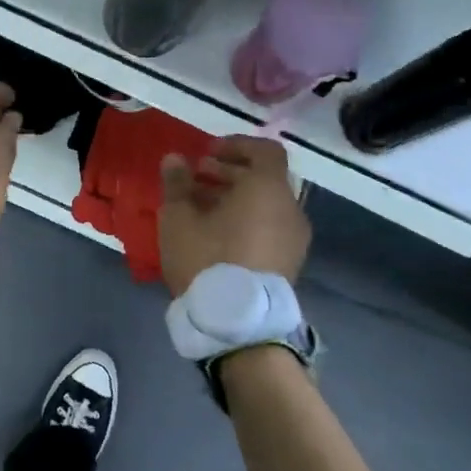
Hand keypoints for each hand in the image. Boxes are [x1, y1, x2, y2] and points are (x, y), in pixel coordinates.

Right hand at [159, 136, 310, 297]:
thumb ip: (177, 183)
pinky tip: (217, 235)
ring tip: (201, 208)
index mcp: (267, 189)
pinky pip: (270, 227)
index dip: (236, 145)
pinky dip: (248, 220)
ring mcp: (295, 239)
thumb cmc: (207, 259)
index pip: (264, 150)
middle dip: (229, 173)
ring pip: (266, 204)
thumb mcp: (179, 217)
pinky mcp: (291, 264)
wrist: (239, 325)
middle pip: (264, 178)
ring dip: (236, 198)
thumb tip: (175, 159)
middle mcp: (290, 208)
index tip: (207, 153)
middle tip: (196, 178)